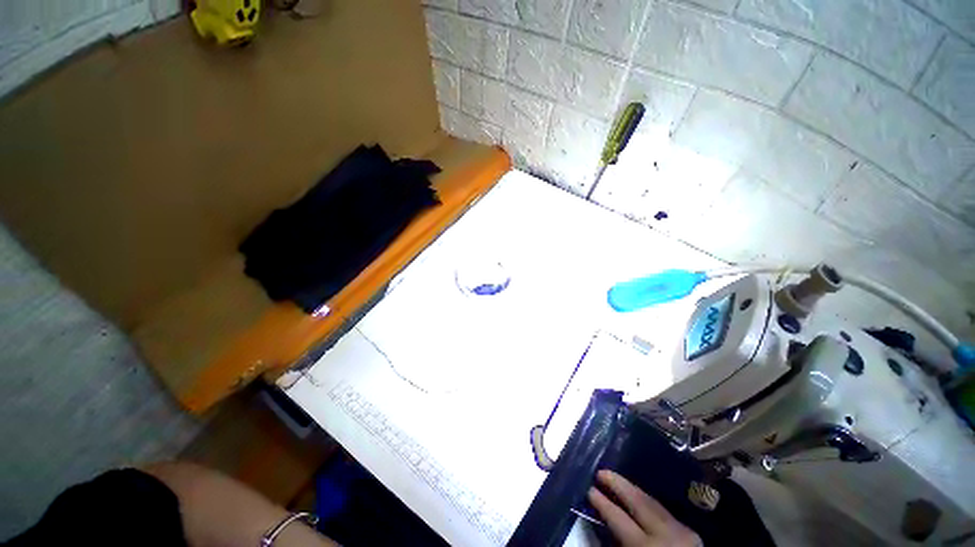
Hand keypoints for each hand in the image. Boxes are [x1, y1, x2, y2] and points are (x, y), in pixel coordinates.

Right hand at [587, 470, 701, 546]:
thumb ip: (616, 545)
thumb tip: (600, 527)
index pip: (618, 518)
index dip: (602, 503)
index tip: (589, 489)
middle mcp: (664, 533)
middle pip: (637, 501)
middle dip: (617, 484)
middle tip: (600, 472)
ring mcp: (680, 530)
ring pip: (651, 501)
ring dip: (631, 488)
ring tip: (615, 478)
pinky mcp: (689, 531)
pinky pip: (662, 509)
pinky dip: (646, 500)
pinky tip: (637, 496)